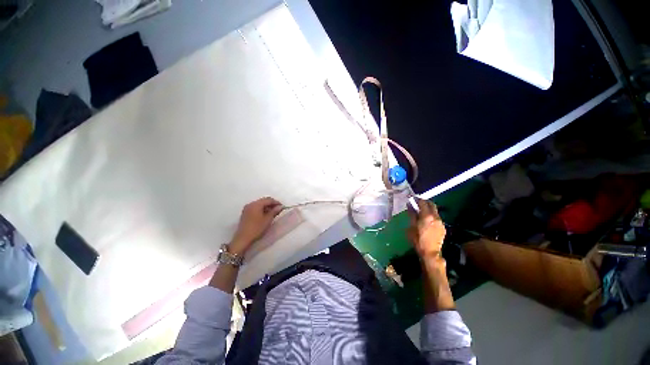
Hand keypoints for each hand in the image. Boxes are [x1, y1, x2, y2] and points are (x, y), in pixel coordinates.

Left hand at [230, 197, 283, 254]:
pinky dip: (261, 210)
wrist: (243, 238)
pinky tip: (265, 215)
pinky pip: (255, 208)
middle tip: (278, 210)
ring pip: (259, 204)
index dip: (276, 202)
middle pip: (263, 201)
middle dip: (271, 204)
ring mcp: (247, 208)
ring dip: (266, 207)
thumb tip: (280, 206)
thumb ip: (274, 211)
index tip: (282, 207)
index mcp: (256, 204)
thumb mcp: (268, 219)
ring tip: (272, 213)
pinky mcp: (245, 213)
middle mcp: (251, 204)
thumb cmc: (257, 228)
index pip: (268, 200)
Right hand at [407, 198, 445, 258]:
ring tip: (421, 212)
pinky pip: (437, 217)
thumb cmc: (418, 240)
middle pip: (431, 204)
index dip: (417, 199)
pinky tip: (427, 220)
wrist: (430, 252)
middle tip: (417, 203)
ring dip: (428, 209)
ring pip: (435, 211)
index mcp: (426, 216)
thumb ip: (411, 215)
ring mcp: (441, 222)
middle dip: (424, 202)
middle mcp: (435, 217)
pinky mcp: (443, 227)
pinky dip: (431, 215)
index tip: (412, 198)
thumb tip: (409, 205)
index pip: (423, 202)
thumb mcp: (411, 227)